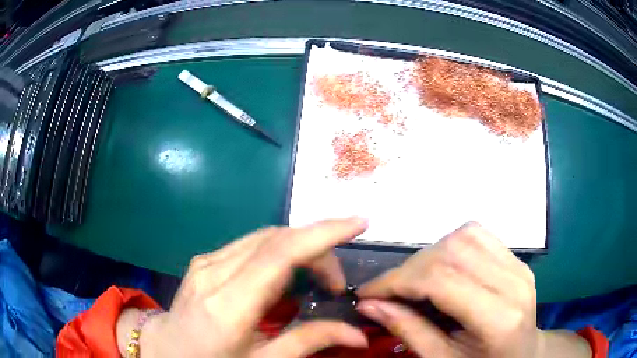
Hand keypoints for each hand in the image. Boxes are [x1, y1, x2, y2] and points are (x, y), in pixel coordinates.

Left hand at [124, 218, 369, 357]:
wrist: (166, 349)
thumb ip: (308, 343)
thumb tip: (358, 333)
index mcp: (228, 305)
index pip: (280, 254)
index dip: (323, 234)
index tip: (359, 223)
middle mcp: (214, 272)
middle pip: (276, 239)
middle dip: (318, 249)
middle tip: (335, 284)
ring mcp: (205, 262)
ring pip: (265, 237)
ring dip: (300, 248)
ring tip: (316, 279)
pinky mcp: (204, 259)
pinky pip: (250, 245)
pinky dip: (279, 251)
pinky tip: (285, 275)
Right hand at [356, 222, 583, 357]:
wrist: (523, 356)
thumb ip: (408, 331)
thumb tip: (369, 305)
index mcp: (498, 319)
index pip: (441, 280)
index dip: (397, 281)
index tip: (367, 292)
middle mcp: (513, 283)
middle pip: (452, 252)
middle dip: (409, 269)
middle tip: (388, 290)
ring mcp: (519, 266)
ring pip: (464, 236)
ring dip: (429, 255)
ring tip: (414, 280)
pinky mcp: (518, 259)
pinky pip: (479, 235)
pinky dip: (451, 246)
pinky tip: (443, 267)